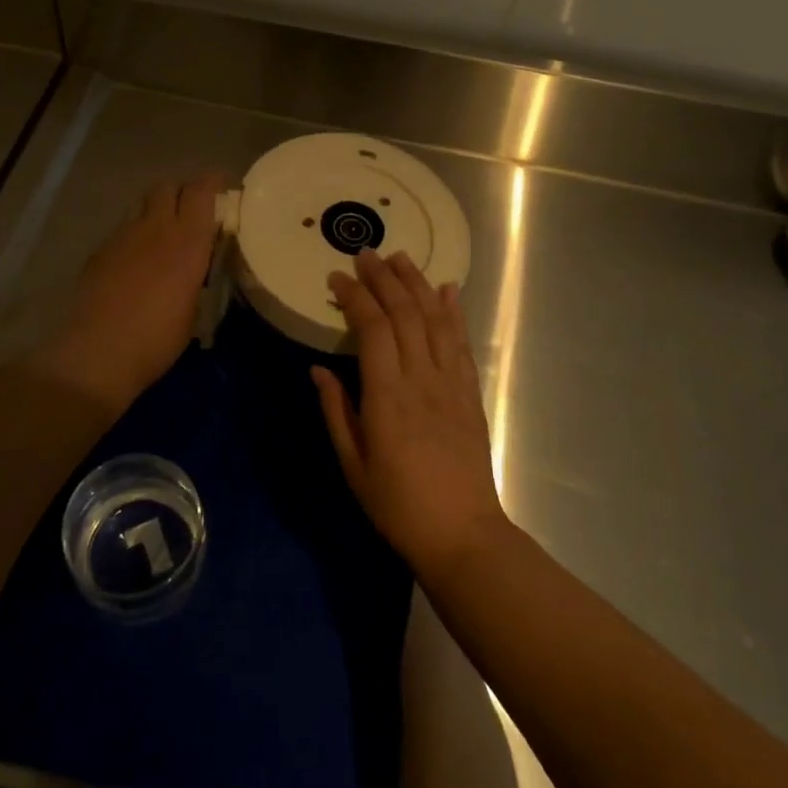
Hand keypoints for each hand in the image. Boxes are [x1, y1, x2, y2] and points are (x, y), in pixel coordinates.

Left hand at [27, 174, 225, 417]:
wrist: (99, 353)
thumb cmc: (158, 339)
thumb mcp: (196, 308)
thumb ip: (199, 274)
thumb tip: (199, 263)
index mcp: (188, 242)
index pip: (201, 190)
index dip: (213, 182)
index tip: (223, 187)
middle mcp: (155, 228)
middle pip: (168, 186)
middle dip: (182, 192)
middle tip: (193, 212)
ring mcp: (123, 236)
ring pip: (143, 204)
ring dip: (157, 210)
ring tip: (164, 234)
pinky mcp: (100, 250)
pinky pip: (123, 229)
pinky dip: (135, 234)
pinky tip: (136, 260)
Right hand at [312, 249, 509, 577]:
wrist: (462, 534)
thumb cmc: (397, 505)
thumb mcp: (353, 465)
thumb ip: (336, 411)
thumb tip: (318, 369)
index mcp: (387, 396)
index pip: (372, 328)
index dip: (355, 297)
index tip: (338, 278)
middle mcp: (421, 379)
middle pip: (405, 314)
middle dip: (384, 278)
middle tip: (366, 253)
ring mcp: (450, 384)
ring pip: (435, 320)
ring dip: (417, 284)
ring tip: (401, 257)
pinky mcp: (470, 393)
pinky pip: (461, 344)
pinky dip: (454, 312)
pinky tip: (448, 290)